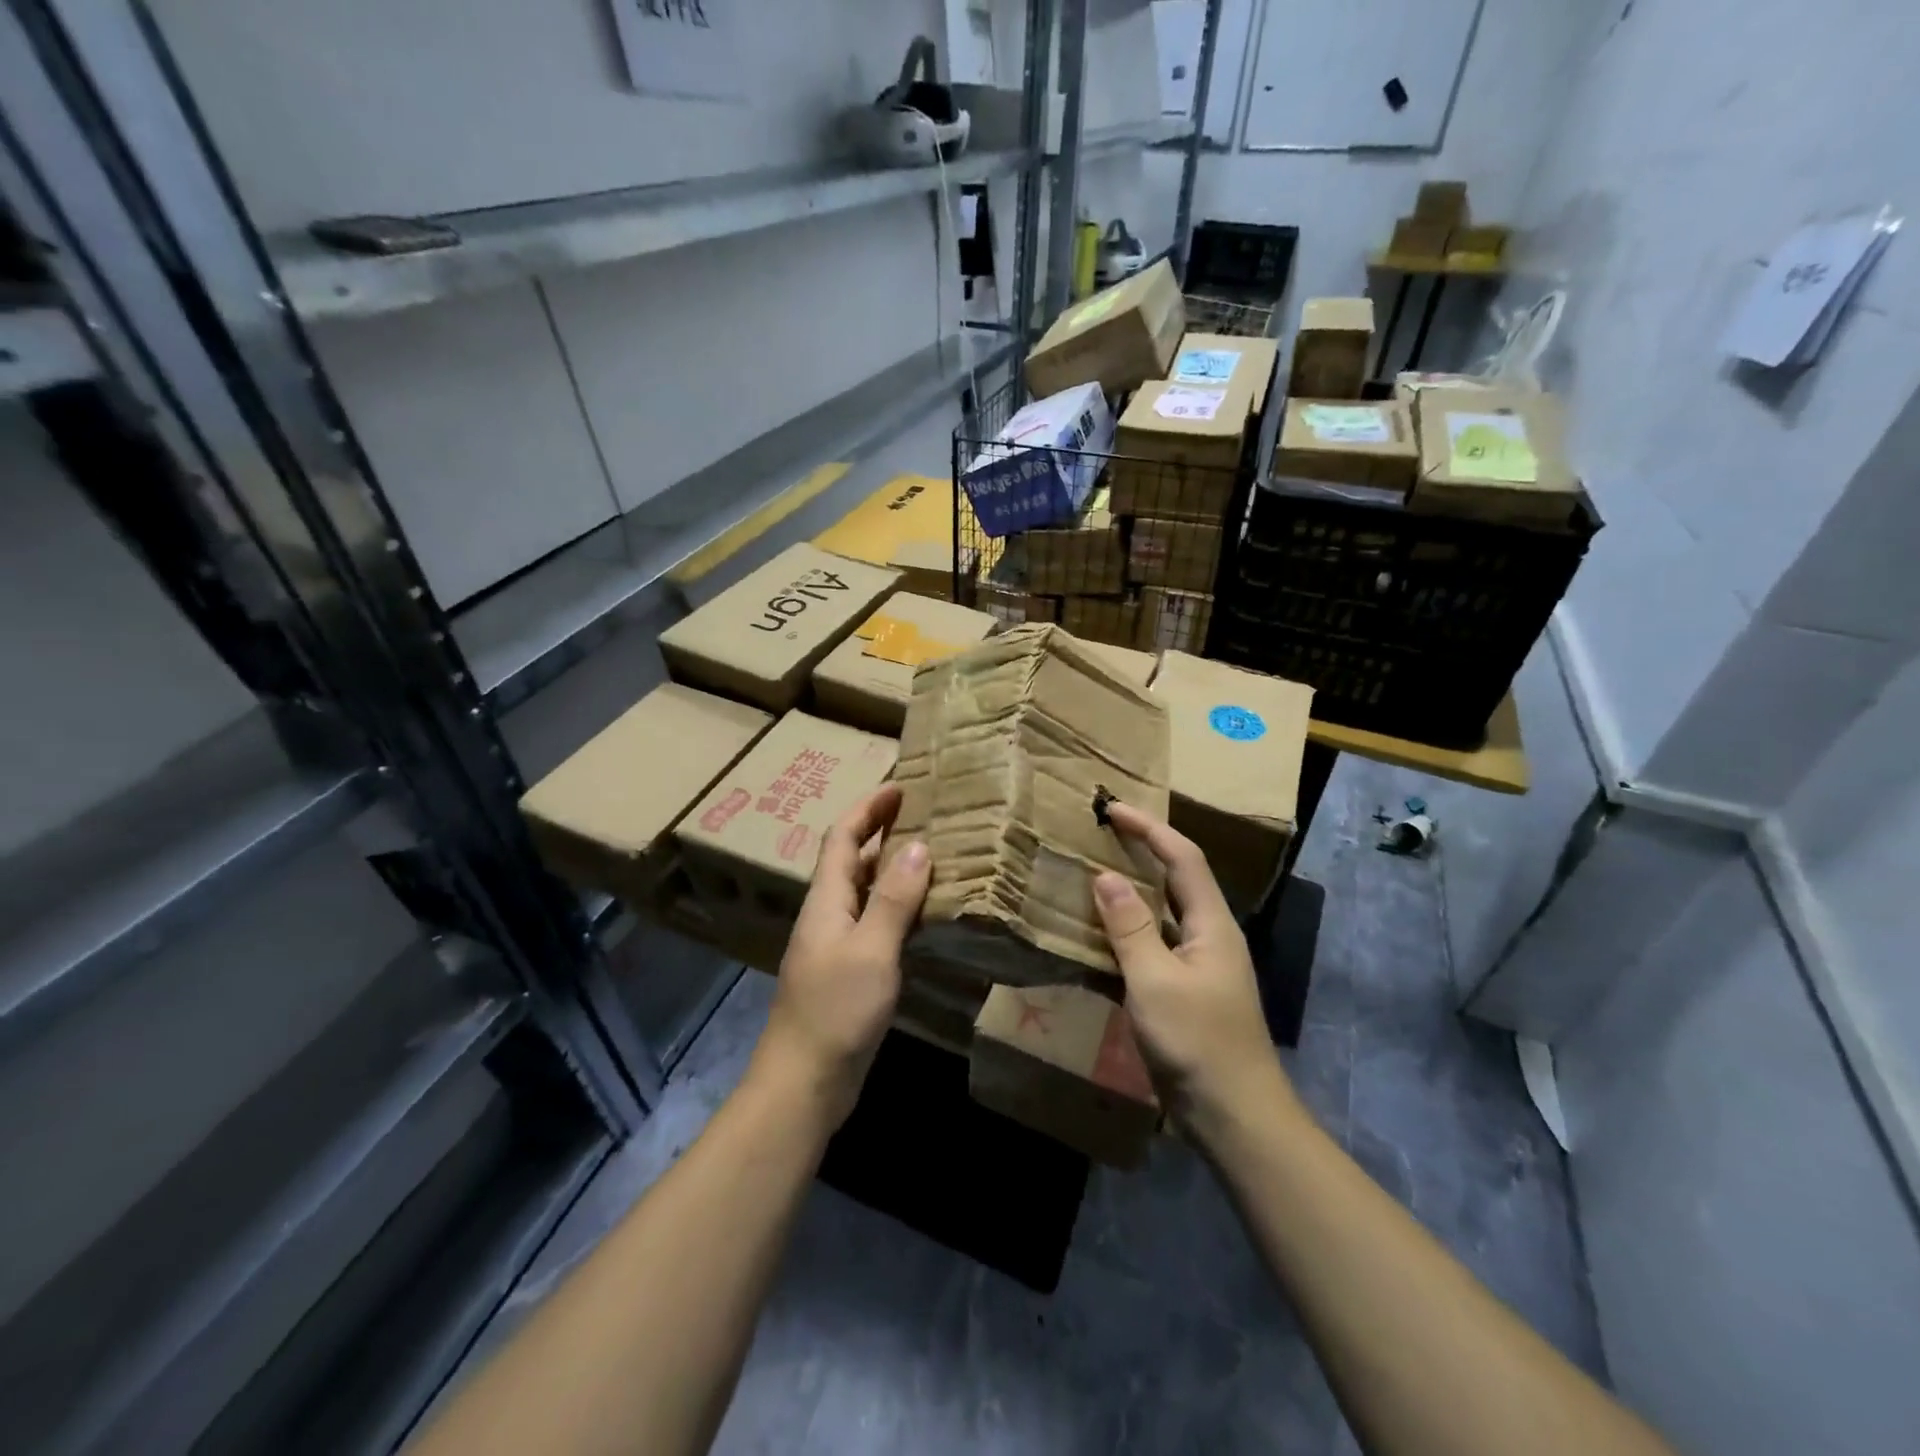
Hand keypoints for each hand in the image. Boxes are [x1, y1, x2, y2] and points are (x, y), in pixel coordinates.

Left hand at [754, 785, 930, 1125]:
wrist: (805, 1083)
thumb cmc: (835, 1010)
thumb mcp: (872, 950)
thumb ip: (894, 898)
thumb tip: (917, 845)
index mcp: (826, 900)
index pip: (843, 837)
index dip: (868, 808)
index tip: (900, 786)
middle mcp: (829, 914)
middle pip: (852, 859)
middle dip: (882, 831)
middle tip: (925, 815)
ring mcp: (837, 945)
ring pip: (866, 892)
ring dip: (893, 868)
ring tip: (934, 854)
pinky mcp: (850, 972)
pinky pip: (876, 923)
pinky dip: (899, 907)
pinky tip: (926, 913)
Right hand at [1093, 802, 1293, 1139]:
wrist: (1235, 1118)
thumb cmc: (1198, 1043)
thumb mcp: (1155, 981)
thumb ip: (1130, 927)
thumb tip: (1104, 876)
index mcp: (1211, 925)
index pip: (1182, 857)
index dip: (1149, 829)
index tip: (1113, 809)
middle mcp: (1208, 937)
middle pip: (1175, 880)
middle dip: (1141, 853)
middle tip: (1099, 837)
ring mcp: (1198, 967)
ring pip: (1161, 916)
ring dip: (1129, 895)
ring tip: (1088, 880)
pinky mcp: (1184, 994)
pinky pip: (1151, 949)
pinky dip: (1124, 936)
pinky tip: (1094, 941)